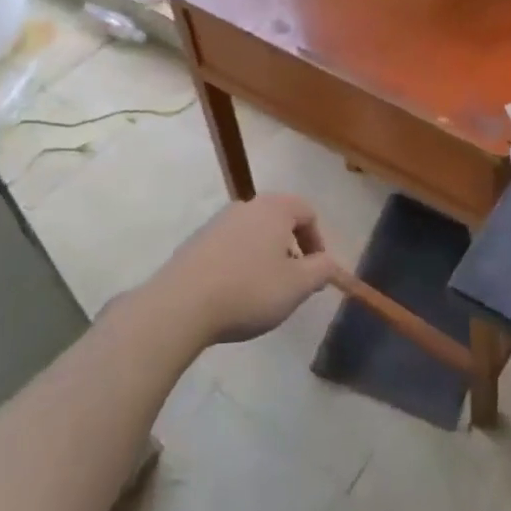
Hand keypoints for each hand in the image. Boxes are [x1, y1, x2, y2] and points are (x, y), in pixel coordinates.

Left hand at [149, 194, 337, 345]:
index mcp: (274, 208)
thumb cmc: (249, 290)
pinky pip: (230, 246)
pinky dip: (241, 262)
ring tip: (264, 291)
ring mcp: (218, 222)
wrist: (181, 305)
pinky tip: (234, 293)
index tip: (316, 272)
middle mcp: (246, 206)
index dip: (318, 241)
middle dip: (291, 248)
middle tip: (293, 281)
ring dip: (266, 256)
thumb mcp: (297, 286)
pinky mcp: (196, 241)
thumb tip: (329, 263)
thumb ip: (321, 270)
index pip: (307, 212)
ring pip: (254, 233)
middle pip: (280, 220)